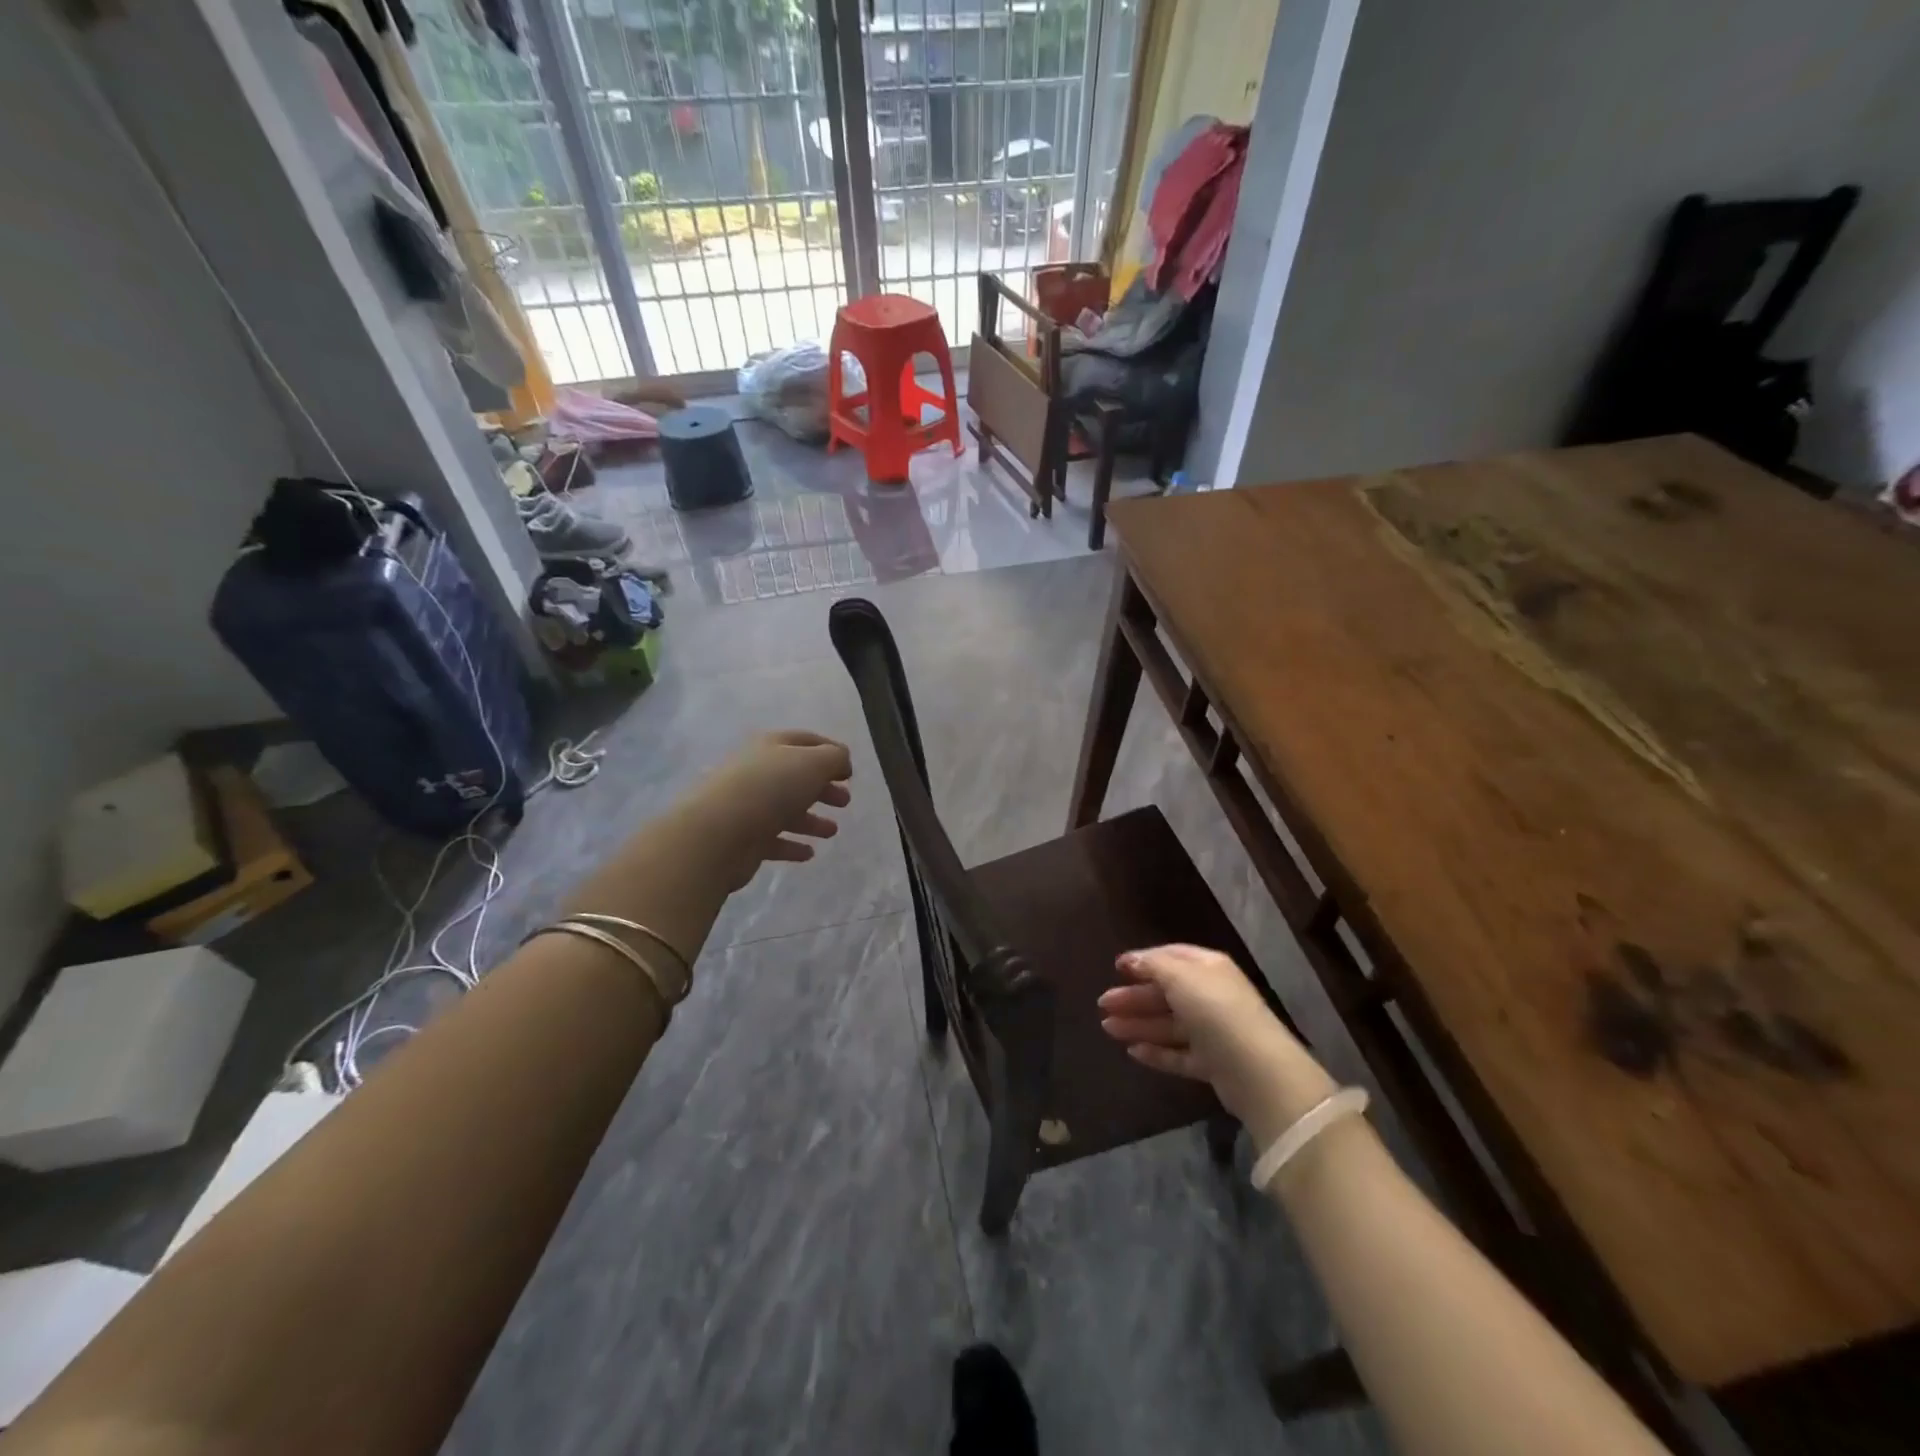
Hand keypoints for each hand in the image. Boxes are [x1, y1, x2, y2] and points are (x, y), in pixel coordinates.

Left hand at [687, 731, 853, 888]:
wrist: (717, 833)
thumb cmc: (770, 788)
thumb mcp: (813, 763)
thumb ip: (834, 758)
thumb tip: (841, 761)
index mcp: (771, 746)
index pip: (805, 742)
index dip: (830, 752)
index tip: (849, 771)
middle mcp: (756, 772)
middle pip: (795, 777)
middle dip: (822, 788)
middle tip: (845, 801)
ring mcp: (746, 806)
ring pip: (784, 810)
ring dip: (810, 820)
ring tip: (832, 831)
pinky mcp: (742, 839)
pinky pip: (772, 840)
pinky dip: (791, 845)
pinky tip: (809, 853)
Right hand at [1098, 944, 1336, 1147]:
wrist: (1257, 1071)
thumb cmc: (1216, 1011)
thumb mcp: (1181, 977)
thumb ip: (1153, 965)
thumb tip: (1132, 960)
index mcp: (1208, 968)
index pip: (1172, 957)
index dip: (1143, 961)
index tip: (1116, 968)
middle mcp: (1211, 996)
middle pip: (1166, 993)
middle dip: (1134, 997)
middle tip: (1103, 1004)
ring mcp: (1213, 1032)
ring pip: (1168, 1024)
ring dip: (1138, 1024)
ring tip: (1107, 1029)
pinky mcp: (1212, 1063)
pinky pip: (1178, 1054)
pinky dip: (1156, 1052)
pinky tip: (1133, 1052)